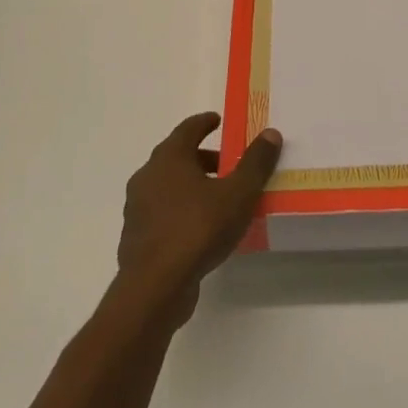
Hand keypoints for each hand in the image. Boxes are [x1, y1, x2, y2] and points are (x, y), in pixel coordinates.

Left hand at [115, 113, 282, 322]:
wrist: (155, 287)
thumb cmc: (198, 228)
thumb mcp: (238, 193)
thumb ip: (255, 163)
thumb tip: (271, 133)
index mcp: (169, 158)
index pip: (187, 129)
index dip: (204, 122)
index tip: (218, 120)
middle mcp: (147, 176)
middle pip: (176, 157)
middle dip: (202, 157)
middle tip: (227, 163)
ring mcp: (137, 208)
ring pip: (167, 186)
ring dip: (190, 185)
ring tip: (217, 198)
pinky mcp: (136, 237)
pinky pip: (162, 213)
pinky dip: (180, 210)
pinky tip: (199, 228)